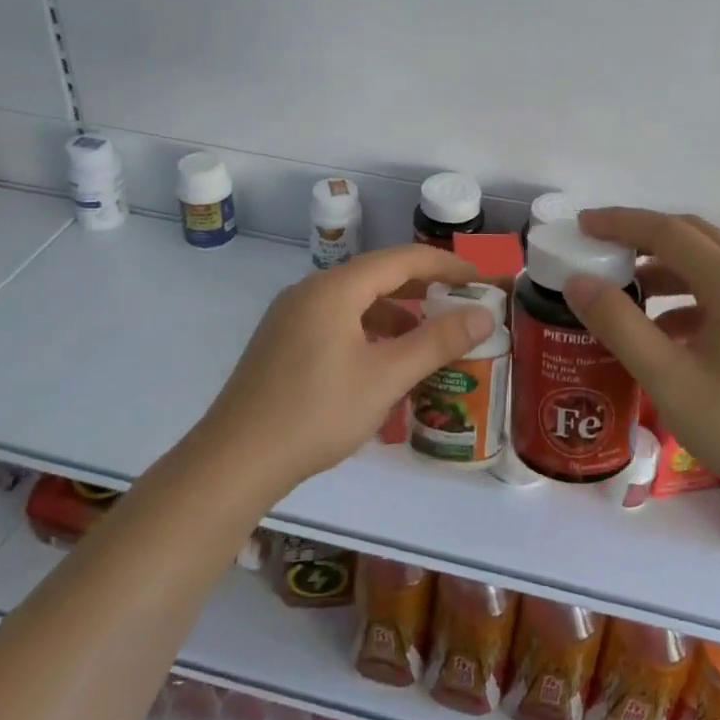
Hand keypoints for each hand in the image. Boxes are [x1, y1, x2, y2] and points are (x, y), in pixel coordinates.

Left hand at [202, 245, 494, 494]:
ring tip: (426, 339)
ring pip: (354, 301)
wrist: (236, 460)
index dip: (445, 266)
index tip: (479, 280)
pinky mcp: (281, 342)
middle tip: (459, 305)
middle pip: (376, 276)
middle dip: (421, 288)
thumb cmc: (317, 413)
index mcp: (335, 288)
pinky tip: (381, 362)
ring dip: (394, 313)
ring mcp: (290, 316)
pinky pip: (335, 321)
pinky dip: (367, 330)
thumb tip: (483, 314)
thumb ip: (437, 342)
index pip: (401, 259)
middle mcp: (310, 291)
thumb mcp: (386, 377)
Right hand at [564, 208, 719, 512]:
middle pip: (693, 237)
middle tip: (600, 249)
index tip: (581, 225)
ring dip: (665, 269)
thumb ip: (619, 326)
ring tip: (625, 293)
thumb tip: (578, 282)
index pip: (668, 231)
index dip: (620, 223)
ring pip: (711, 264)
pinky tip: (666, 332)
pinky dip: (689, 297)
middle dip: (642, 237)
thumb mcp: (670, 380)